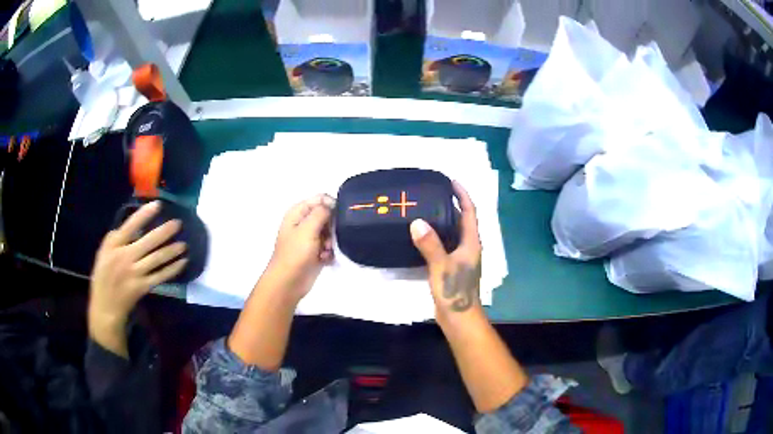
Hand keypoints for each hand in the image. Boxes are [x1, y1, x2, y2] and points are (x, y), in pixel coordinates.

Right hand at [89, 201, 187, 355]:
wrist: (105, 306)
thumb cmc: (103, 276)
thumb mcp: (104, 252)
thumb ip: (117, 238)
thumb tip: (134, 225)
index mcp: (114, 245)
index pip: (130, 226)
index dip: (144, 214)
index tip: (158, 204)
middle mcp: (125, 257)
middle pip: (148, 242)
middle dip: (165, 232)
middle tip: (178, 223)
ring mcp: (134, 273)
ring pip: (156, 259)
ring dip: (172, 251)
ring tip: (184, 244)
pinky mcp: (142, 287)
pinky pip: (160, 276)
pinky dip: (172, 269)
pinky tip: (182, 262)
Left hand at [264, 194, 334, 300]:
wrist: (288, 282)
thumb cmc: (295, 253)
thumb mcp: (307, 228)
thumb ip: (321, 212)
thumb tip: (332, 203)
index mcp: (298, 213)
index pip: (320, 199)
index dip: (331, 205)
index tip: (337, 217)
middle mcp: (303, 223)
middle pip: (327, 215)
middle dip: (332, 226)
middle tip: (329, 237)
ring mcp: (309, 238)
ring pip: (330, 232)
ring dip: (331, 241)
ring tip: (325, 250)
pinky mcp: (315, 252)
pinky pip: (329, 246)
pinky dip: (328, 252)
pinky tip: (324, 259)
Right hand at [410, 181, 482, 320]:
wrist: (459, 317)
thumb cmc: (455, 291)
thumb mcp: (441, 266)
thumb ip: (430, 244)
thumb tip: (417, 222)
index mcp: (471, 243)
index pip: (470, 212)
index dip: (462, 195)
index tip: (450, 181)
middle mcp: (469, 247)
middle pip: (462, 220)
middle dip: (451, 204)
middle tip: (432, 193)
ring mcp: (461, 258)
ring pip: (453, 233)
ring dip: (443, 220)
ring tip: (425, 209)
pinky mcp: (452, 268)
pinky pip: (445, 245)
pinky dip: (436, 236)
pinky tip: (422, 236)